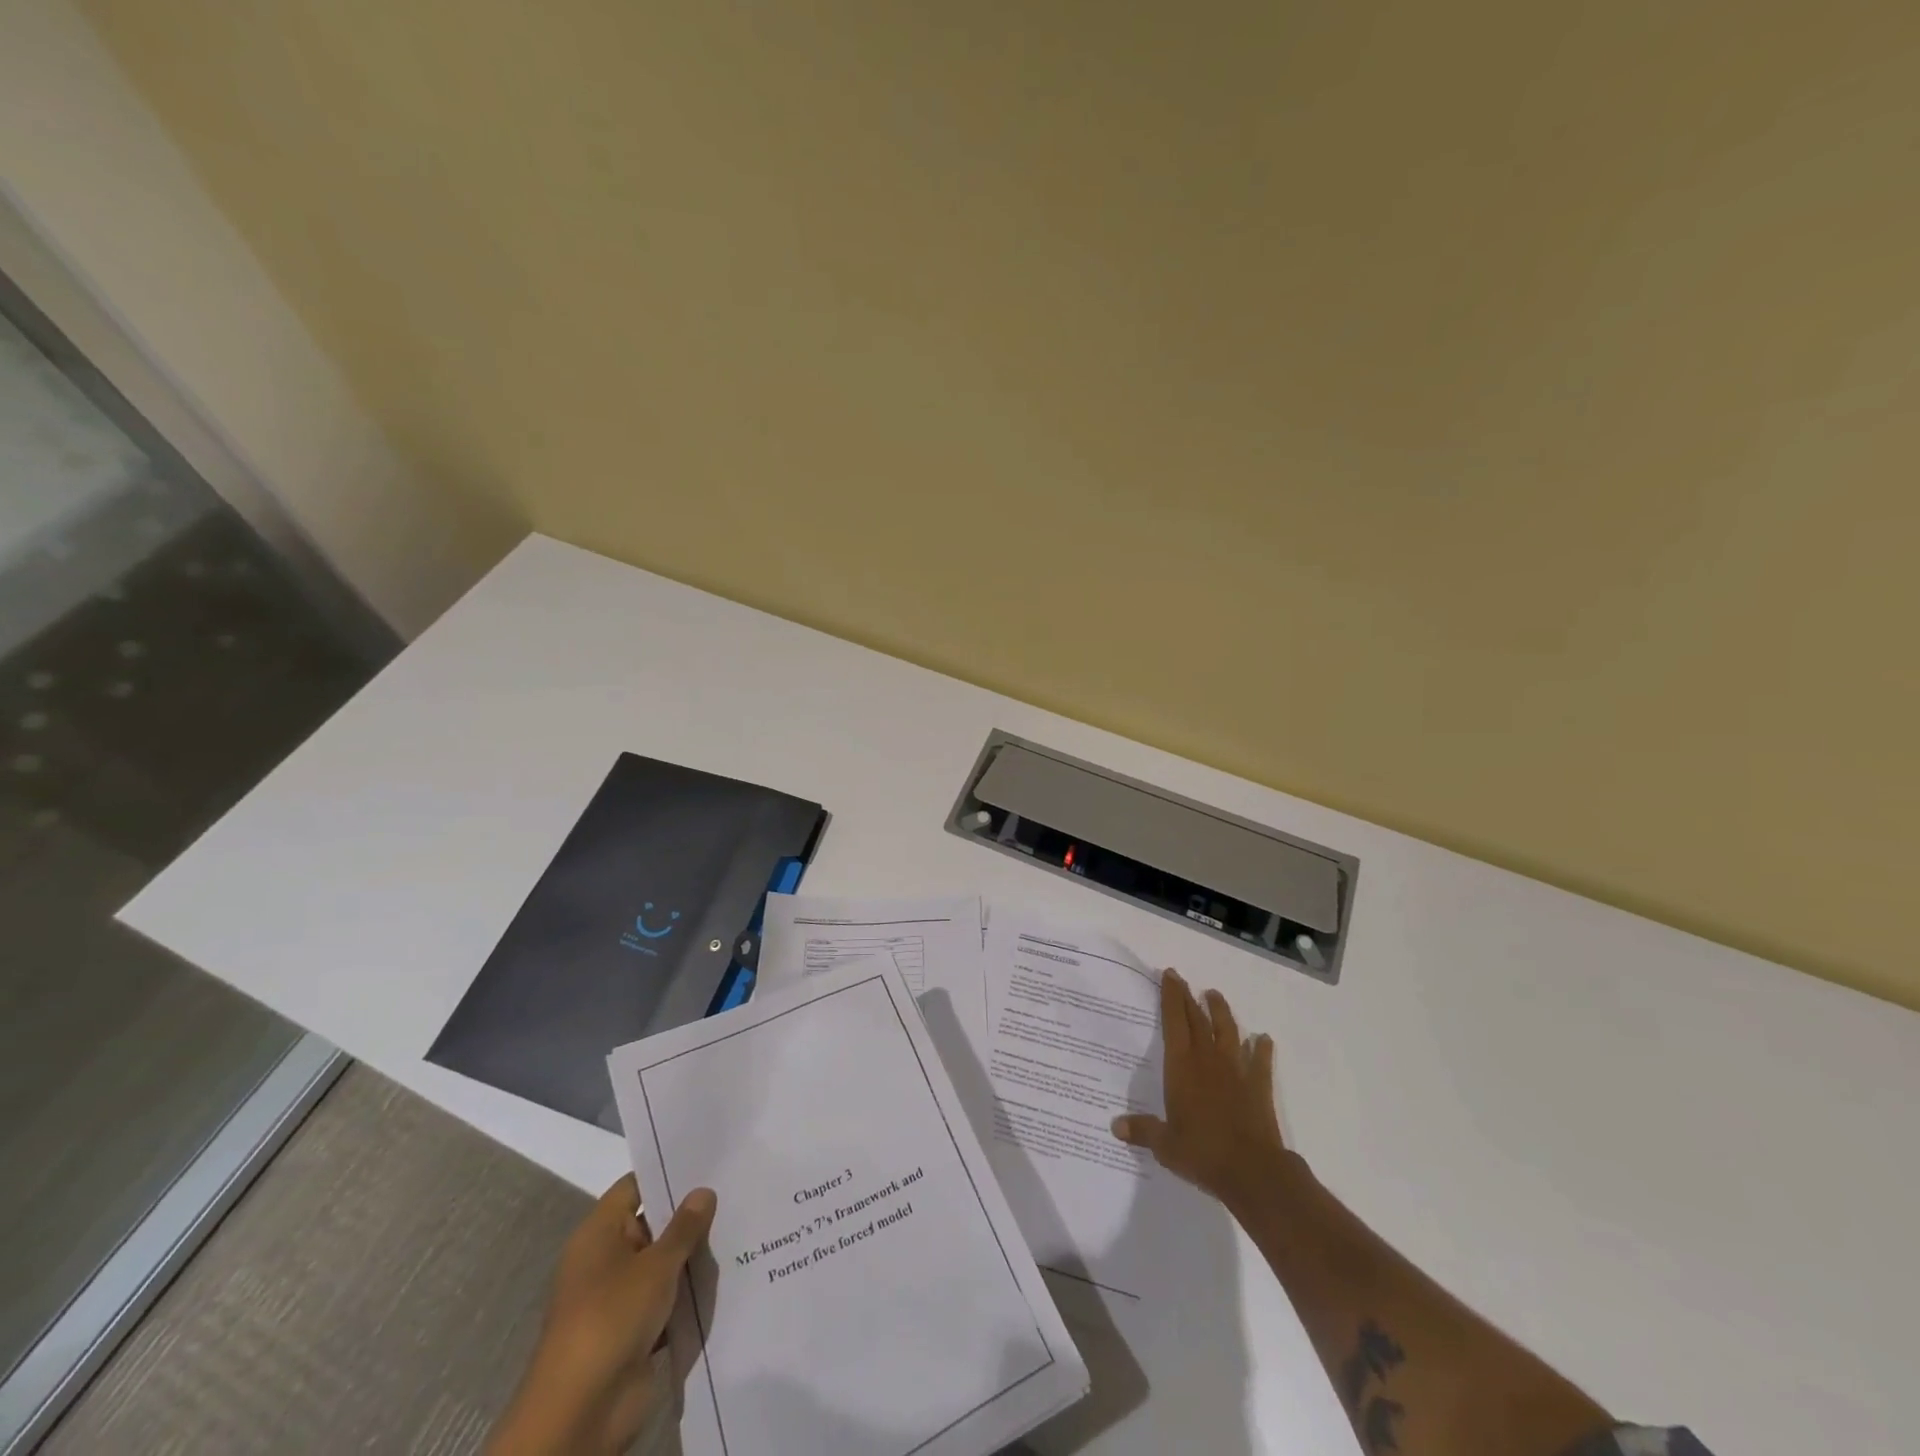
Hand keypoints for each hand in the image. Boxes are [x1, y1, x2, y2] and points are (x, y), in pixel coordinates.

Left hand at [488, 1175, 716, 1455]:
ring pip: (663, 1263)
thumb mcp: (655, 1265)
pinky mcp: (635, 1330)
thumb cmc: (611, 1319)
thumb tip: (703, 1191)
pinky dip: (689, 1291)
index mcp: (598, 1234)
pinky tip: (729, 1273)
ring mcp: (620, 1297)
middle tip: (735, 1189)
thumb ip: (684, 1227)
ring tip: (741, 1225)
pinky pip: (667, 1299)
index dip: (668, 1173)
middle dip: (690, 1214)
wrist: (581, 1412)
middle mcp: (606, 1259)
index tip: (709, 1160)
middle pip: (652, 1224)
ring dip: (693, 1255)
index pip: (635, 1187)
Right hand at [1112, 968, 1290, 1213]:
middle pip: (1197, 1020)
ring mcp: (1236, 1070)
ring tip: (1214, 995)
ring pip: (1228, 1031)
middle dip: (1188, 997)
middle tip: (1182, 980)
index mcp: (1181, 1067)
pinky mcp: (1258, 1086)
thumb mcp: (1165, 1145)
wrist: (1252, 1171)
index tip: (1169, 975)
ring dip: (1220, 1011)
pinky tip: (1262, 1039)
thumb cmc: (1202, 1153)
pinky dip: (1261, 1048)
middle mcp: (1207, 1060)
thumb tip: (1115, 1126)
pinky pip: (1260, 1060)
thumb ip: (1142, 1130)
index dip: (1171, 997)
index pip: (1173, 1022)